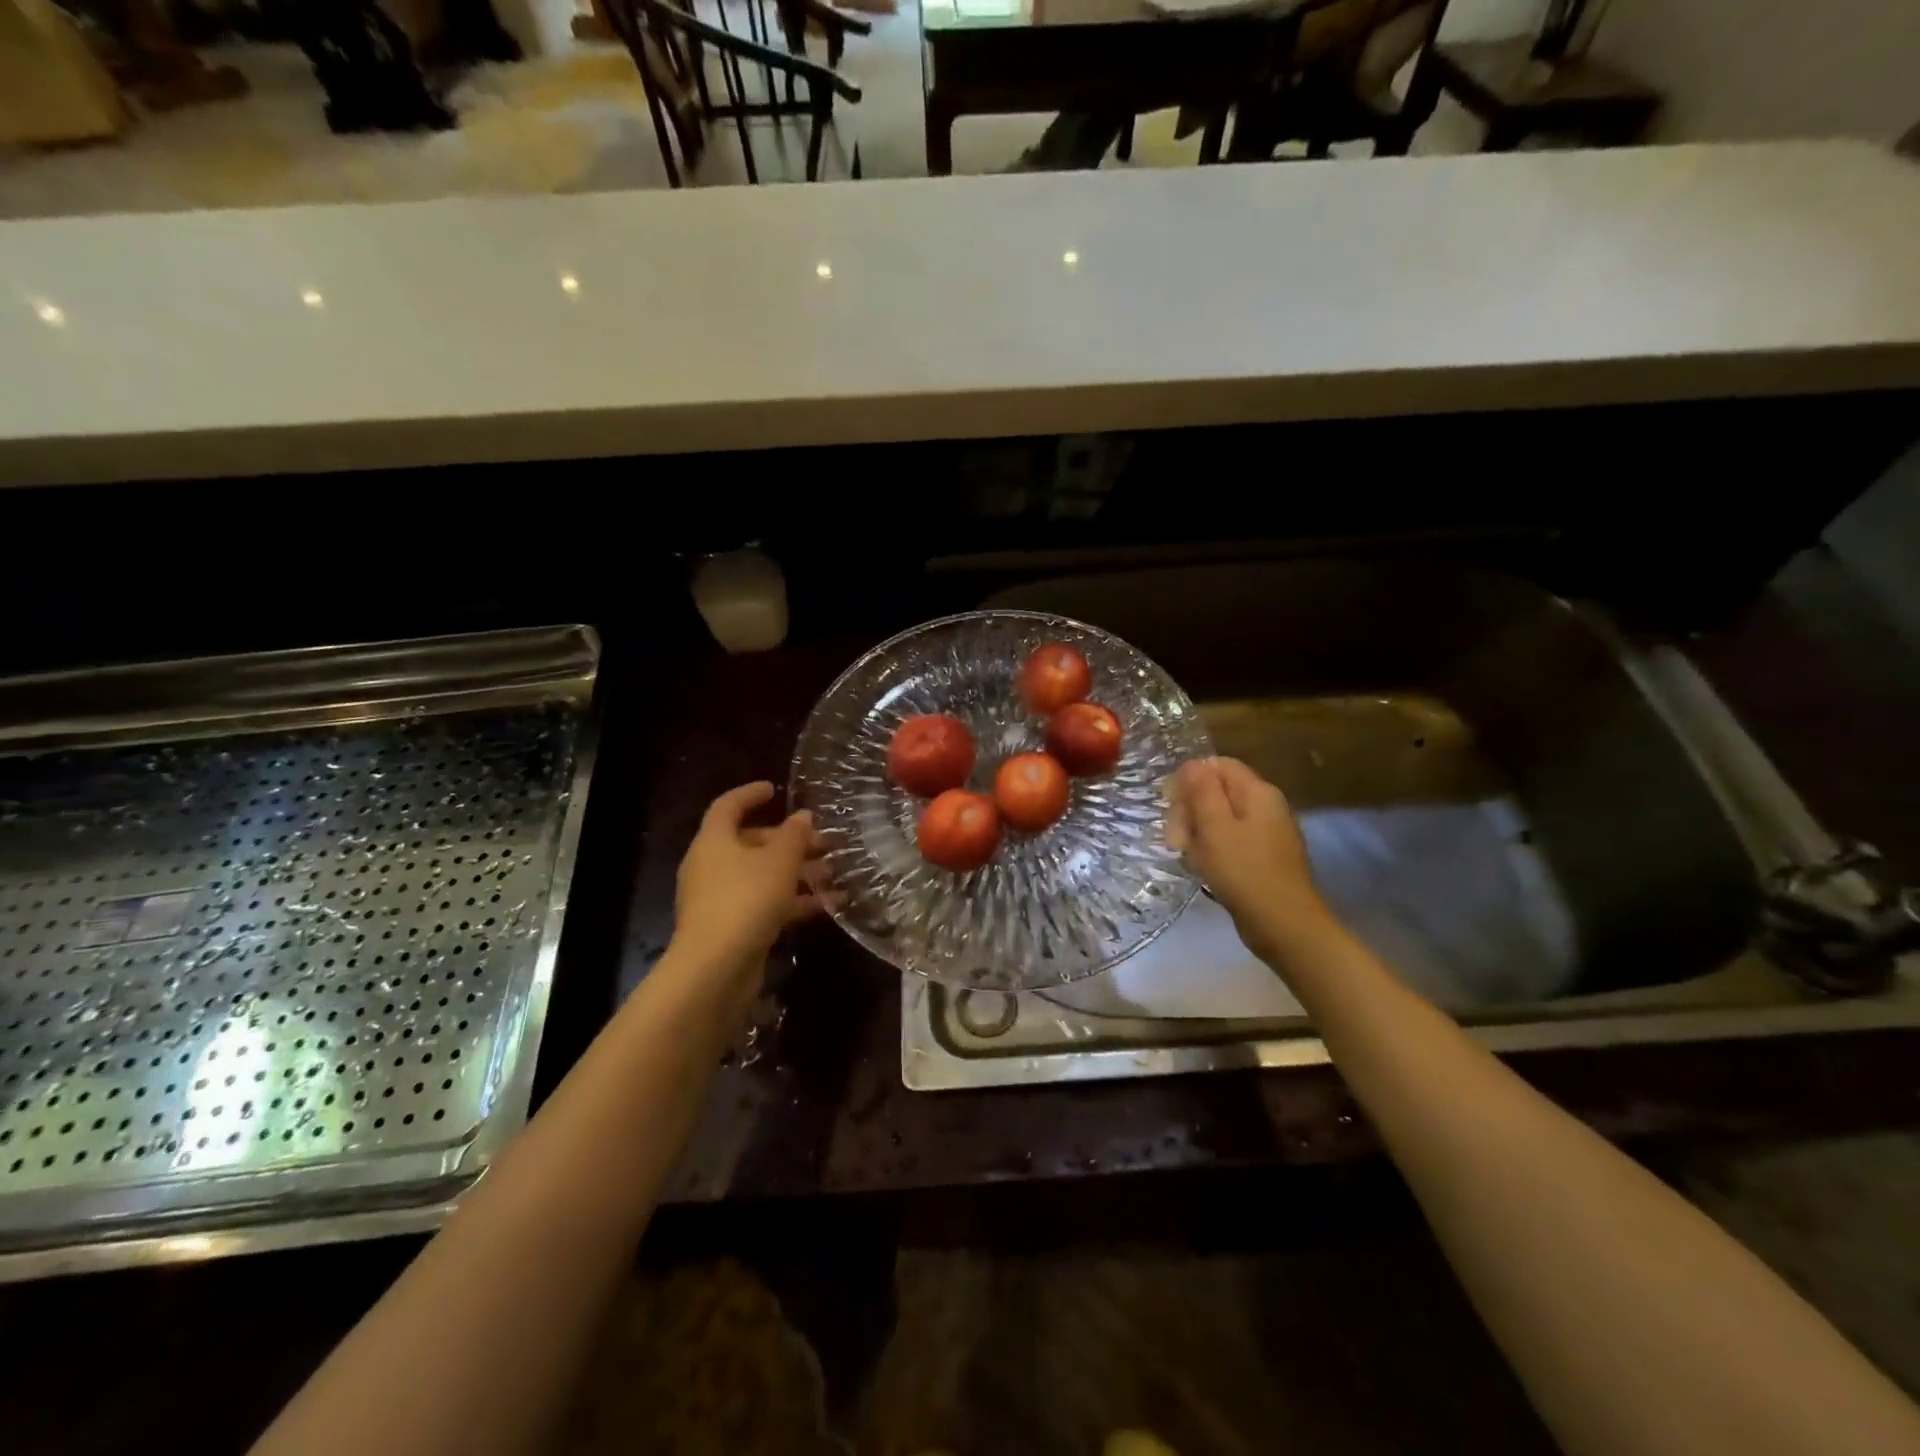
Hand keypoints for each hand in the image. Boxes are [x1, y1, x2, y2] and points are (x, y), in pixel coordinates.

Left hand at [671, 781, 824, 993]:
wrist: (715, 968)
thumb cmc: (746, 899)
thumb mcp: (779, 861)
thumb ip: (794, 836)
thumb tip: (803, 816)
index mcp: (714, 841)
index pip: (728, 806)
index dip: (750, 794)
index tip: (775, 789)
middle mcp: (711, 866)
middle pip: (750, 843)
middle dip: (788, 841)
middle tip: (822, 843)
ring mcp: (718, 899)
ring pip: (760, 876)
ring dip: (796, 873)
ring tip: (833, 874)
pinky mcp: (730, 927)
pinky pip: (763, 904)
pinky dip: (791, 902)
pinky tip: (826, 906)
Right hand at [1166, 757, 1331, 960]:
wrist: (1284, 925)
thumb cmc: (1244, 872)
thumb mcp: (1215, 827)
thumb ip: (1202, 790)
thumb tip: (1192, 763)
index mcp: (1257, 792)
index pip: (1216, 765)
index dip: (1189, 780)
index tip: (1170, 806)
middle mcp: (1266, 806)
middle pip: (1217, 791)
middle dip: (1190, 810)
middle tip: (1176, 839)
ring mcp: (1267, 833)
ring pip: (1221, 819)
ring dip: (1198, 833)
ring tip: (1188, 857)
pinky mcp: (1264, 857)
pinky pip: (1231, 841)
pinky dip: (1213, 851)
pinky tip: (1204, 870)